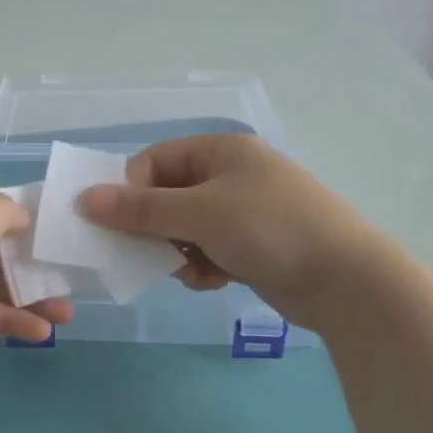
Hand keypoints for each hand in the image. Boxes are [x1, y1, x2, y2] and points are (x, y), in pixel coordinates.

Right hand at [80, 133, 375, 329]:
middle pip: (168, 196)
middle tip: (149, 254)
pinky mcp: (254, 245)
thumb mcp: (199, 213)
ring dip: (179, 252)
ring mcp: (244, 211)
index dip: (131, 191)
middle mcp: (231, 175)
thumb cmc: (268, 229)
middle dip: (156, 228)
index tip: (121, 225)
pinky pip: (209, 250)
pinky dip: (204, 265)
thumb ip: (140, 208)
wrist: (347, 281)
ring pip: (185, 228)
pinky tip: (215, 280)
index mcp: (220, 150)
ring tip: (193, 270)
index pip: (154, 161)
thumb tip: (85, 199)